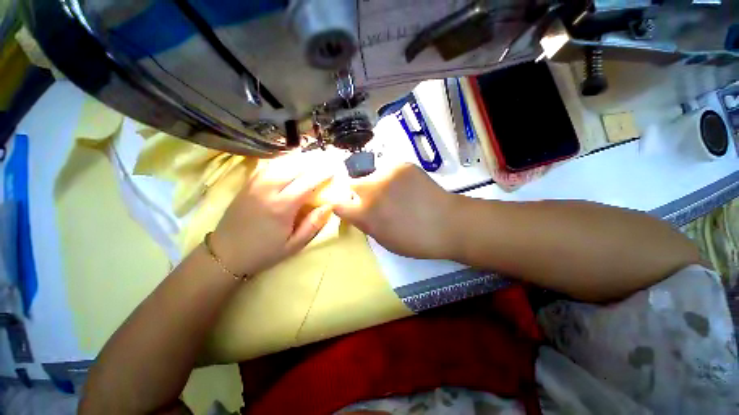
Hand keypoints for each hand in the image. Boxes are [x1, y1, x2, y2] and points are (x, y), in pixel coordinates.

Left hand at [210, 154, 334, 275]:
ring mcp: (255, 184)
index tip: (334, 169)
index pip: (307, 183)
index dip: (322, 174)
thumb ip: (313, 224)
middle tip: (326, 159)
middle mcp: (268, 190)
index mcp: (282, 207)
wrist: (226, 253)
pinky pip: (268, 166)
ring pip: (281, 163)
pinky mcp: (248, 184)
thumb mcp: (294, 245)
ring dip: (299, 159)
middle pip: (295, 168)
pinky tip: (291, 161)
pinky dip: (283, 161)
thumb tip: (329, 206)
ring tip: (312, 157)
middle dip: (313, 162)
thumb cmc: (264, 251)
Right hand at [333, 163, 460, 259]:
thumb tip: (357, 211)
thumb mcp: (383, 240)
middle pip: (352, 183)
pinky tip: (407, 187)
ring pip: (372, 175)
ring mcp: (387, 174)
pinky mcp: (402, 165)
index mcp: (365, 214)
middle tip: (376, 199)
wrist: (447, 224)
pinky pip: (389, 170)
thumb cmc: (414, 240)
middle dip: (359, 192)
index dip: (342, 204)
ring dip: (377, 184)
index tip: (348, 206)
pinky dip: (393, 178)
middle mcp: (371, 191)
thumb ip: (366, 223)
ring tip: (395, 193)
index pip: (338, 204)